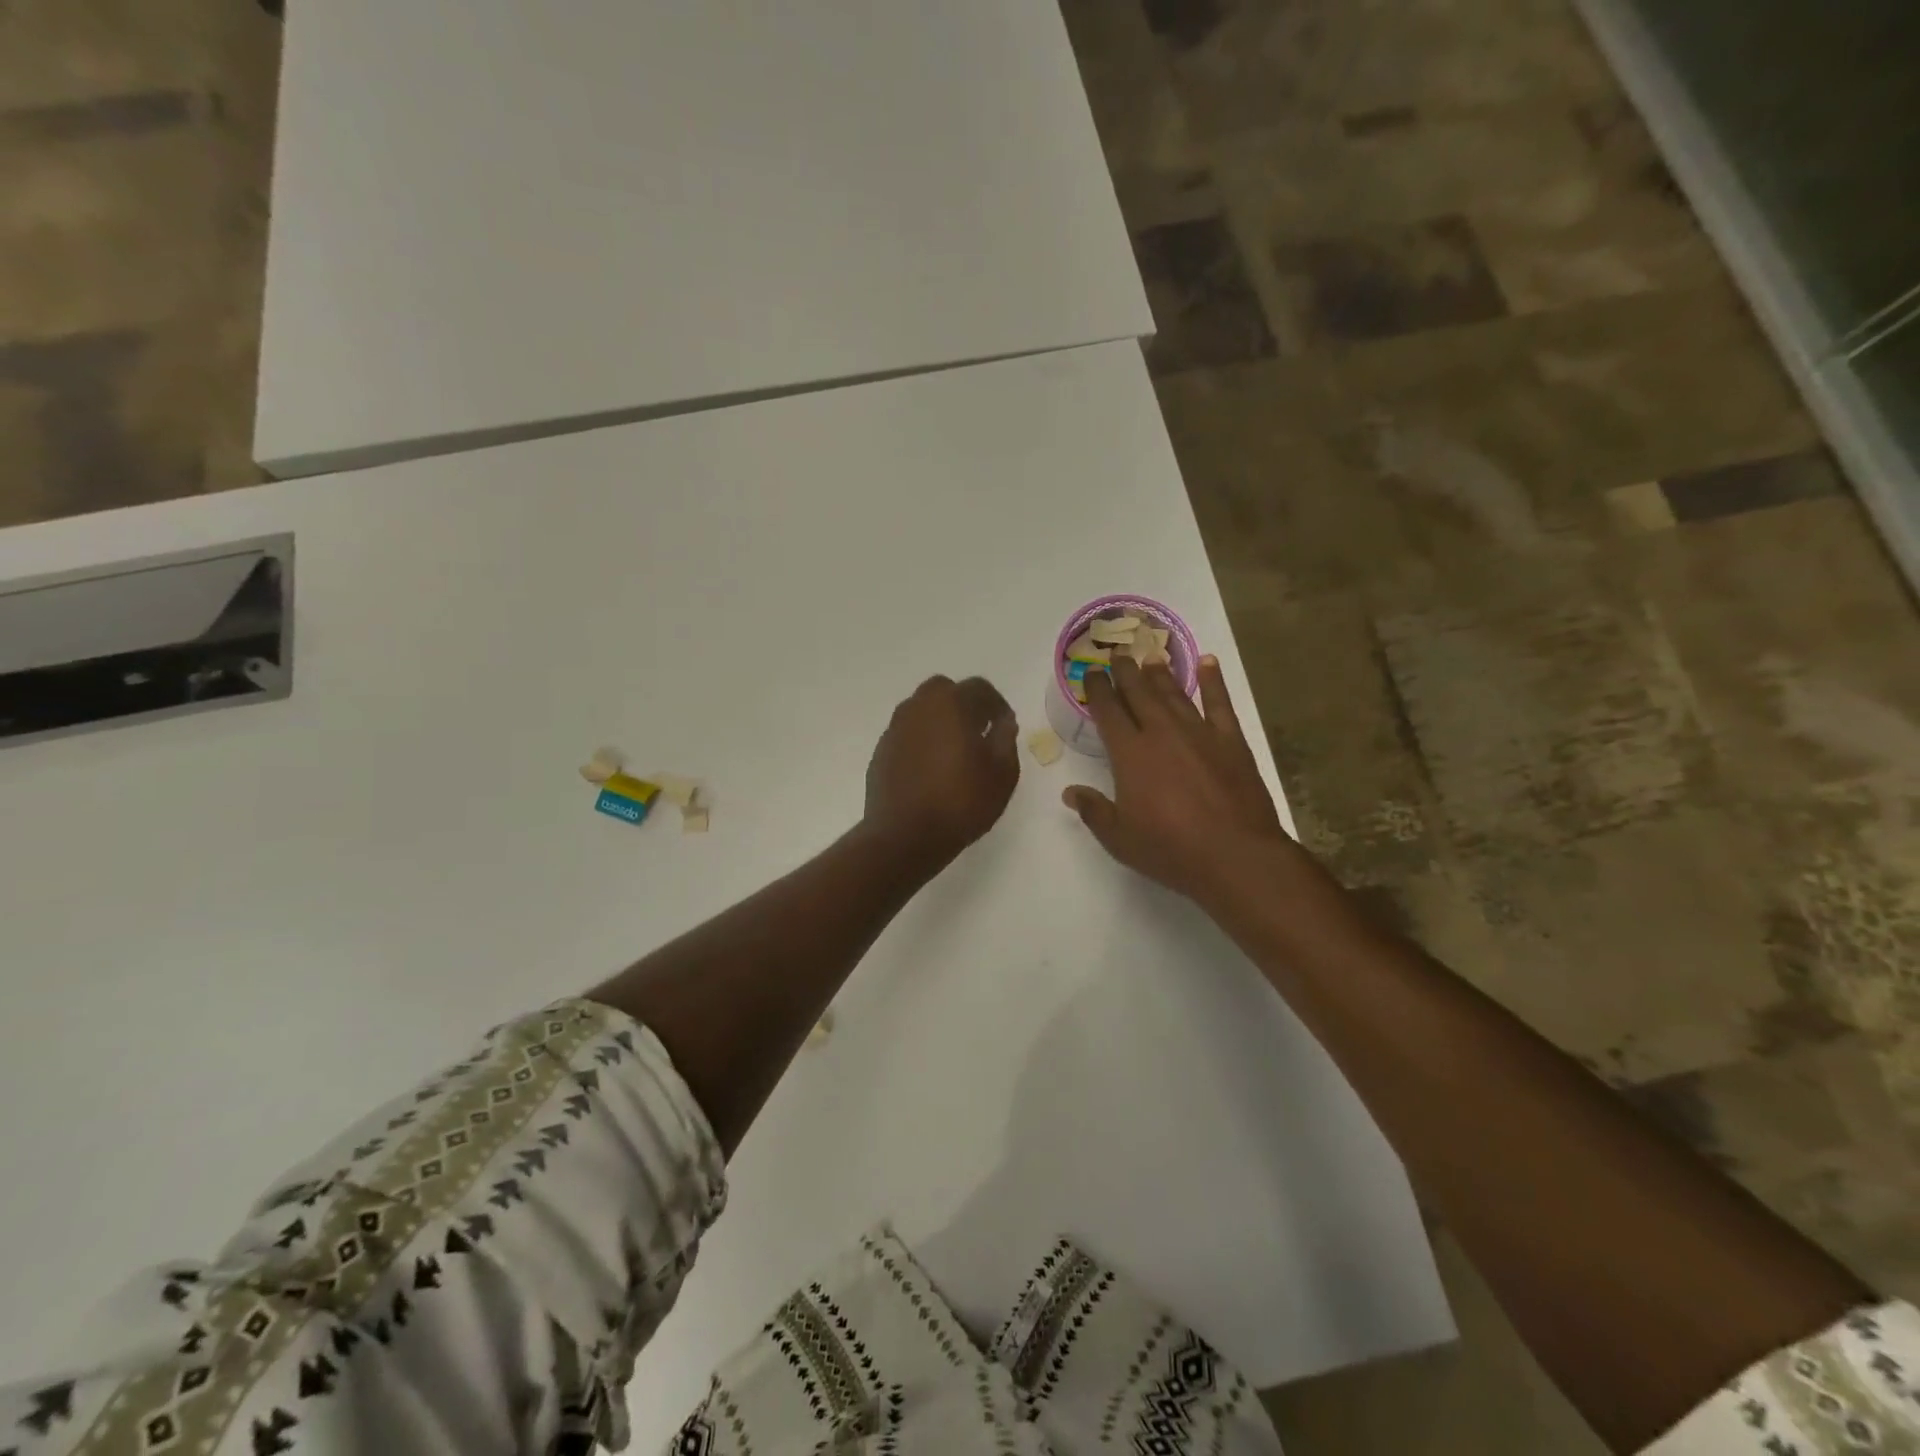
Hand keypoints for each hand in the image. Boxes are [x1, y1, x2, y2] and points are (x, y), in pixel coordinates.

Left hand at [863, 675, 1019, 871]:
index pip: (979, 688)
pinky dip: (922, 741)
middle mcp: (918, 707)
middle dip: (964, 705)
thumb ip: (1006, 740)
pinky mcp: (881, 751)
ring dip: (940, 722)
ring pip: (922, 711)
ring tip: (955, 752)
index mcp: (951, 704)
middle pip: (945, 691)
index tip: (1005, 726)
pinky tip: (931, 769)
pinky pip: (907, 735)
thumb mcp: (1002, 774)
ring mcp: (895, 729)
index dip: (997, 704)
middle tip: (979, 732)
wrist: (905, 837)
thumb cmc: (961, 802)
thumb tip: (1003, 722)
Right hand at [1064, 655, 1293, 902]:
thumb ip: (1093, 811)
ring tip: (1150, 657)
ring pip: (1174, 693)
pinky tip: (1208, 663)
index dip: (1097, 689)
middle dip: (1125, 672)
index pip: (1108, 711)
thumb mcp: (1120, 838)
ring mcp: (1199, 733)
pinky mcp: (1231, 741)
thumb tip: (1070, 792)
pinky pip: (1220, 702)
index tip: (1091, 672)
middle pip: (1139, 693)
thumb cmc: (1170, 849)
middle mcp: (1162, 733)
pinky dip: (1213, 681)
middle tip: (1118, 654)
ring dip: (1160, 673)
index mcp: (1130, 753)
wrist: (1235, 854)